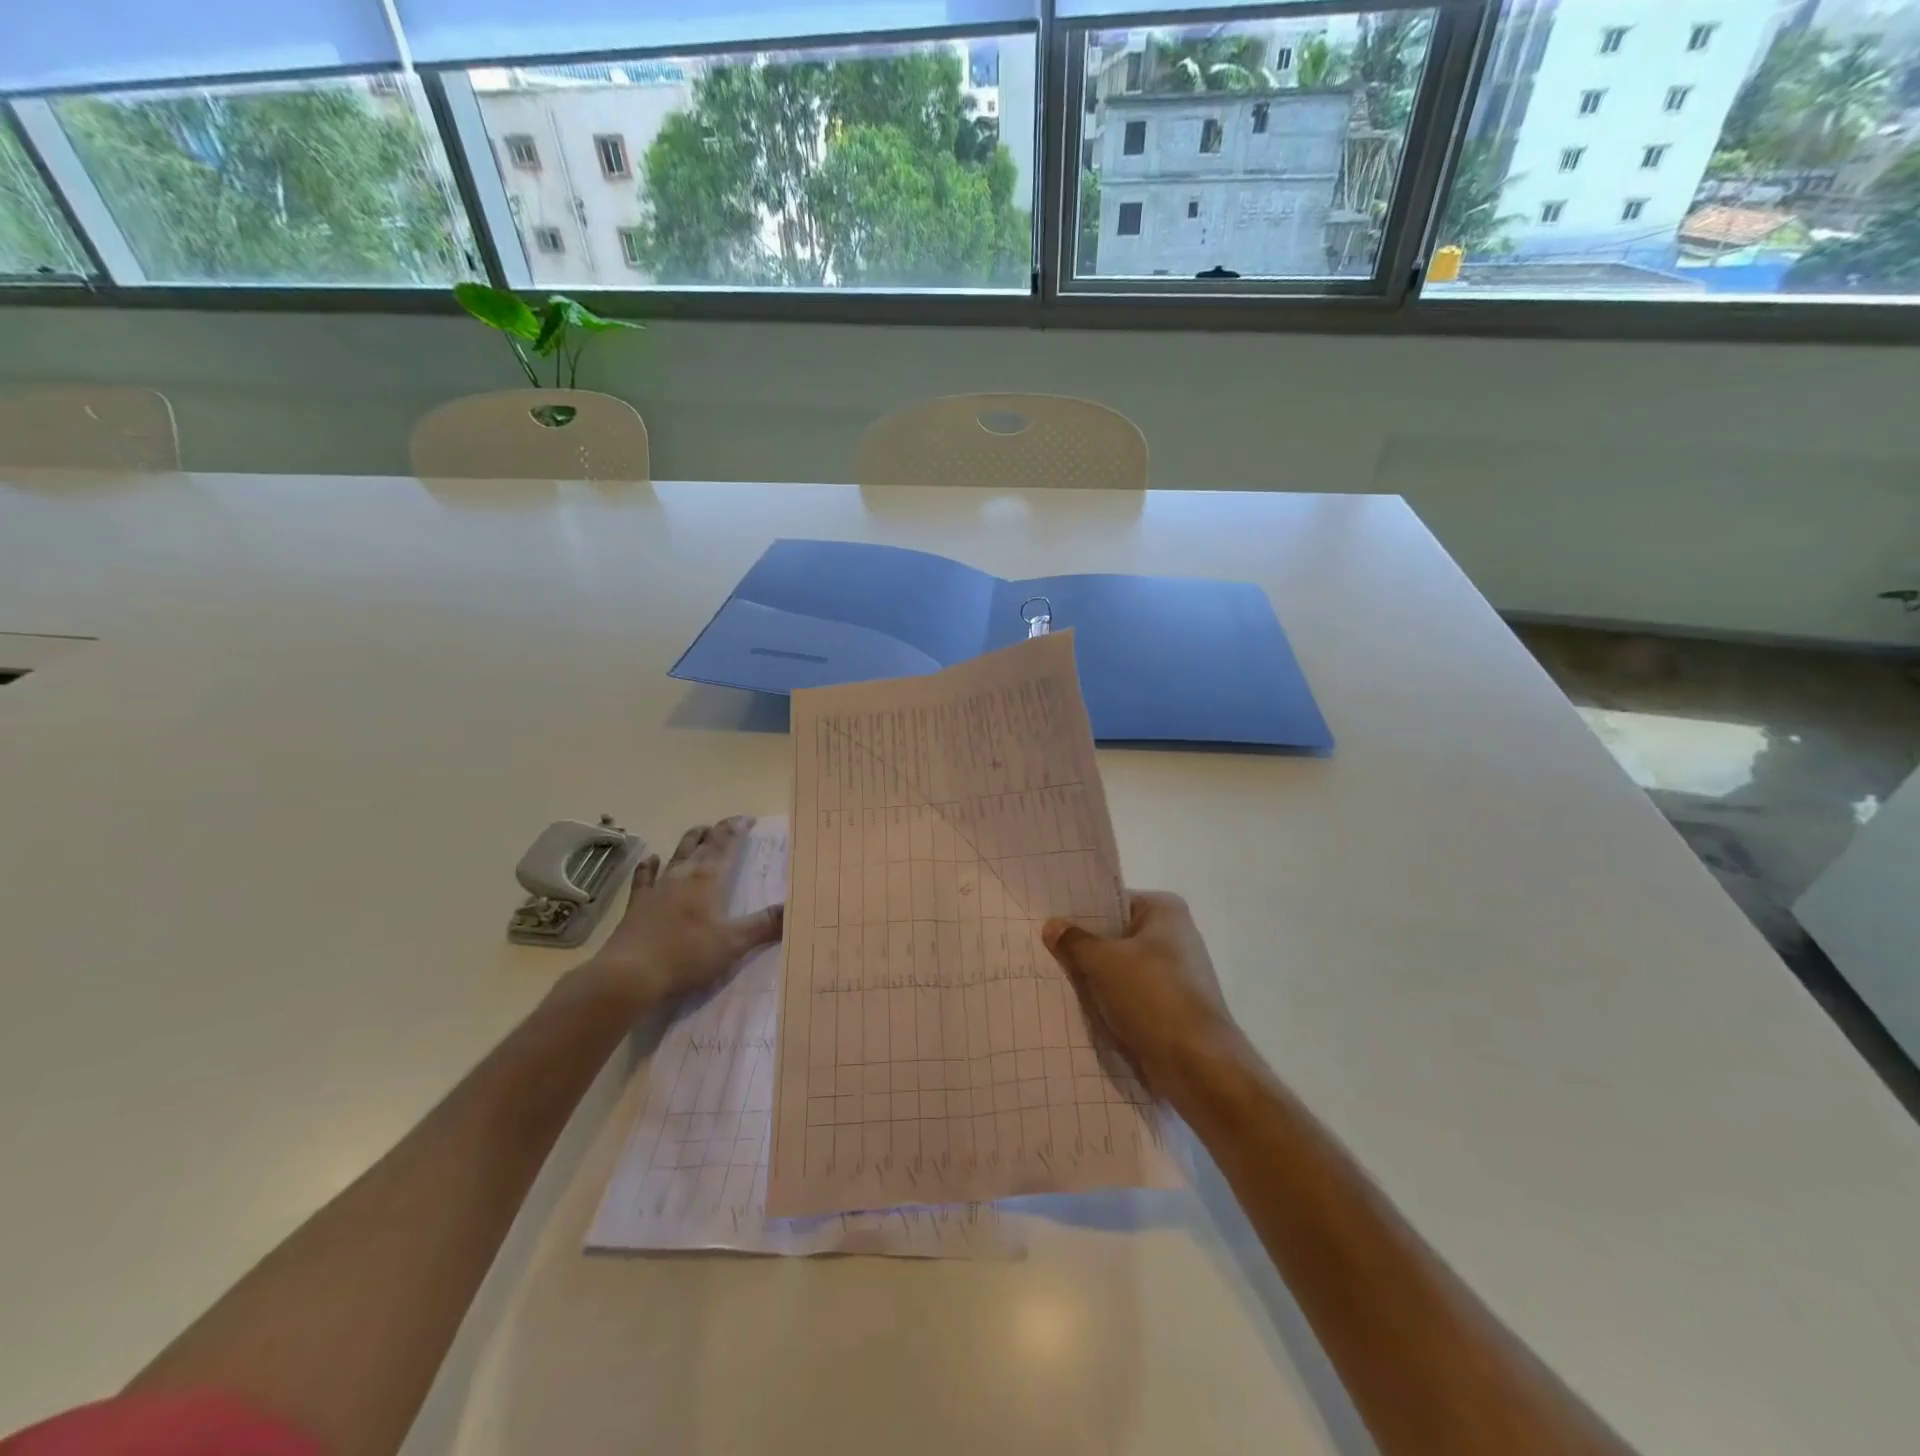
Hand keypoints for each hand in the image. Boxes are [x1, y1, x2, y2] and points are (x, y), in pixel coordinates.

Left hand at [580, 816, 783, 1009]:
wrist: (628, 975)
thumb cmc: (686, 955)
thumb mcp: (733, 943)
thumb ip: (765, 925)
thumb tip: (794, 908)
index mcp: (708, 878)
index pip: (725, 843)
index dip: (737, 828)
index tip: (749, 819)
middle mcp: (682, 875)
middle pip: (701, 844)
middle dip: (716, 832)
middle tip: (728, 826)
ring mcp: (656, 888)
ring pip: (676, 854)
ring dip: (689, 841)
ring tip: (698, 833)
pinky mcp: (637, 905)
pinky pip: (644, 878)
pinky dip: (650, 866)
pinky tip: (652, 860)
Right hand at [1041, 891, 1244, 1102]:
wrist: (1197, 1065)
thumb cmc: (1152, 996)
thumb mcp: (1103, 962)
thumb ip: (1074, 941)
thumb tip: (1052, 925)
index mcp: (1165, 911)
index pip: (1112, 902)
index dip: (1080, 913)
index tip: (1049, 922)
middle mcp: (1175, 936)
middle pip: (1116, 936)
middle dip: (1085, 947)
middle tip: (1044, 950)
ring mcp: (1175, 974)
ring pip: (1121, 969)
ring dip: (1095, 978)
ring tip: (1056, 979)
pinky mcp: (1171, 1008)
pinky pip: (1130, 996)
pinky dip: (1110, 1002)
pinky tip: (1081, 1008)